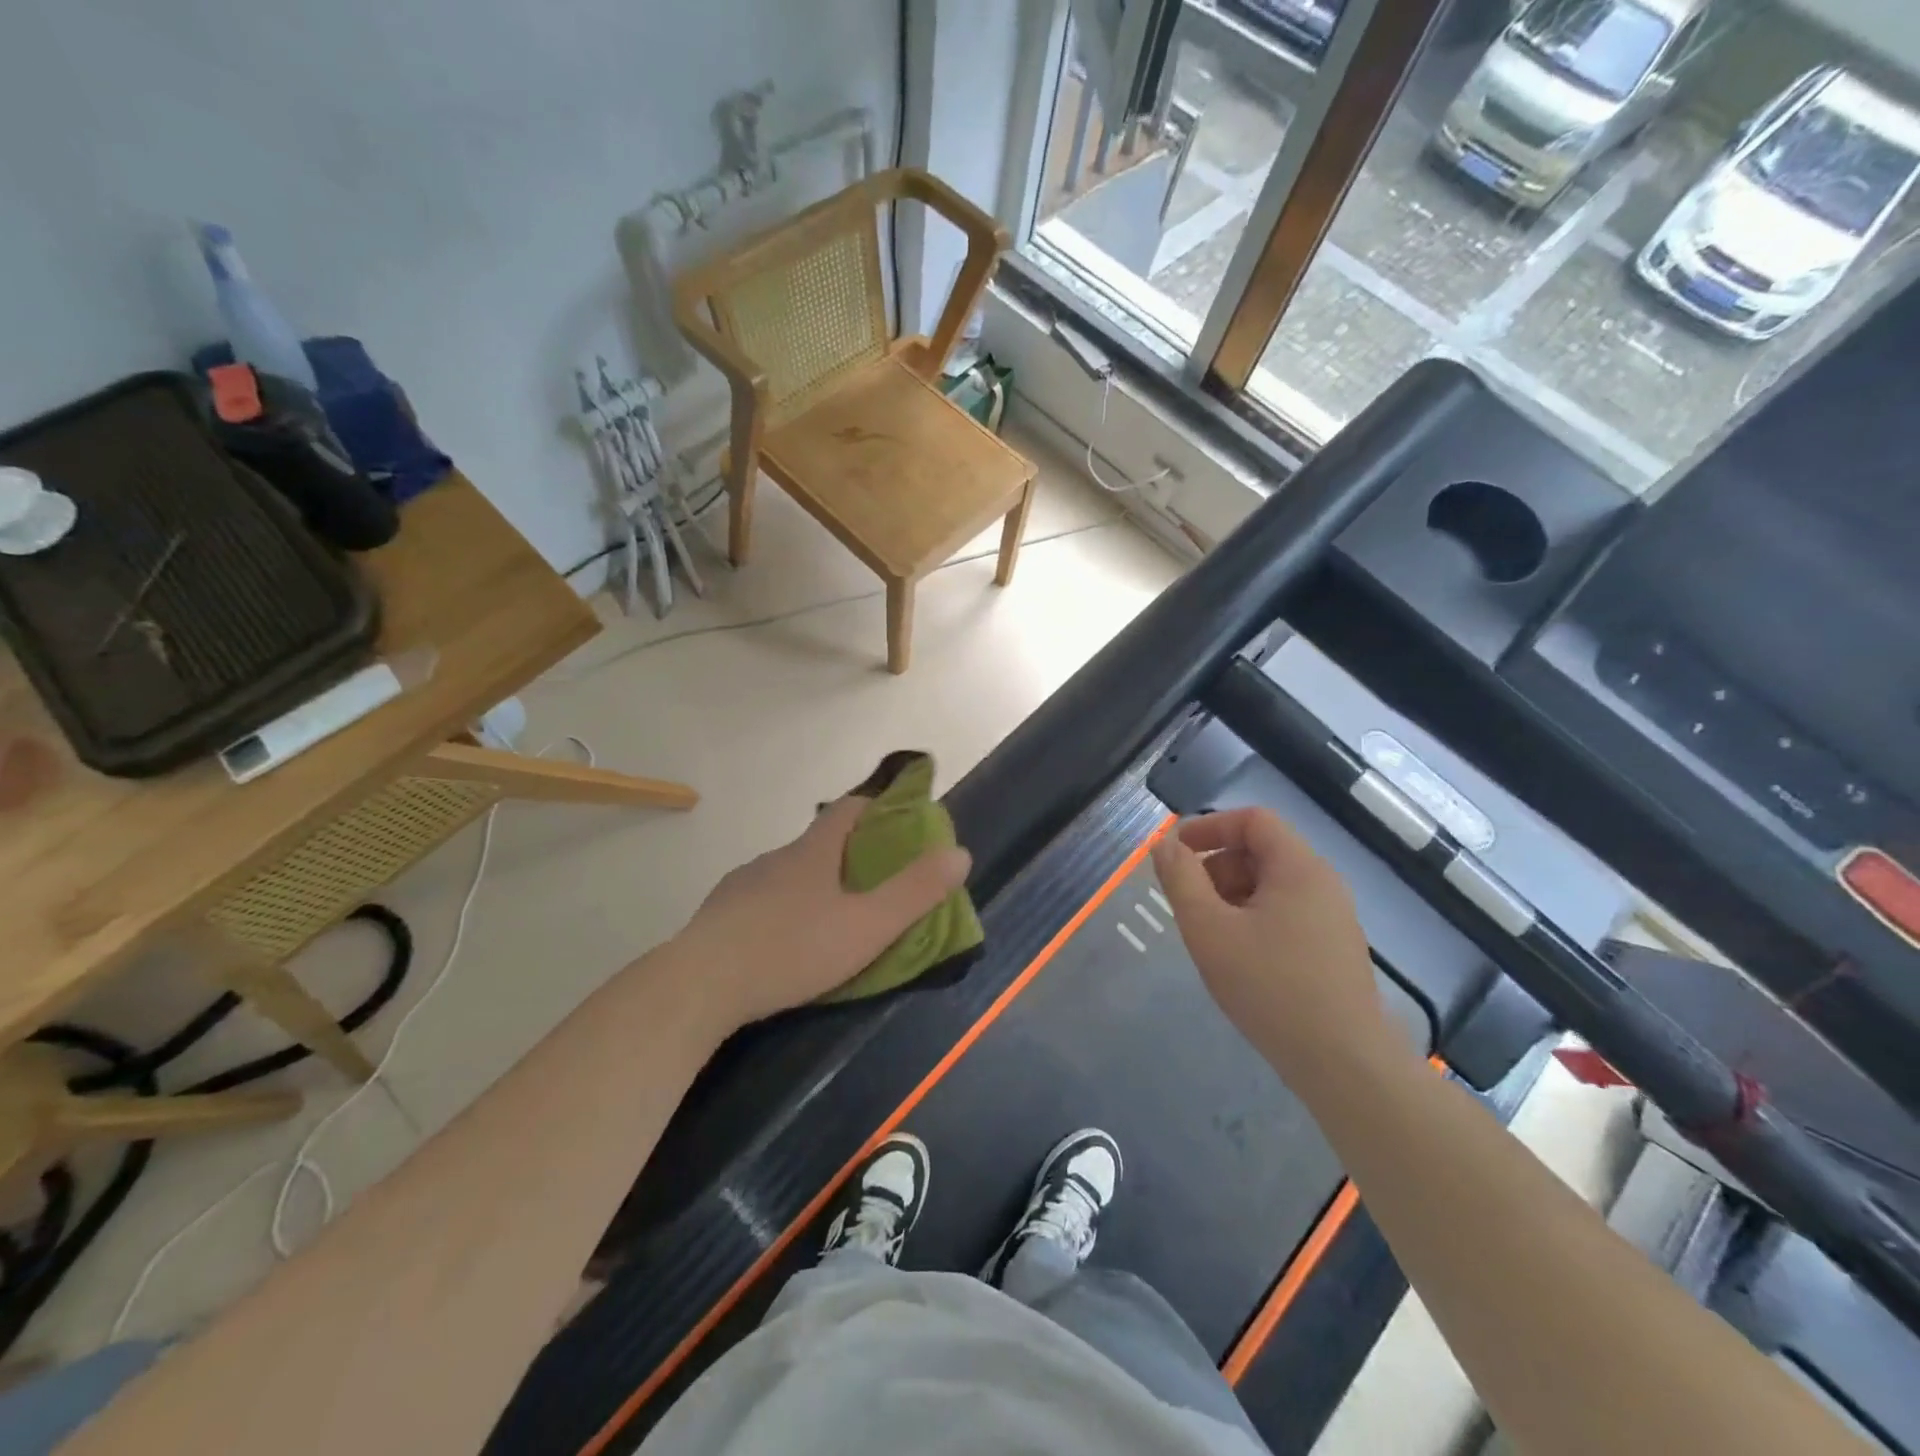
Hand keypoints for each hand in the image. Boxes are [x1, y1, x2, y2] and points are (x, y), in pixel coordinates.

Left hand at [673, 795, 971, 1030]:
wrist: (699, 985)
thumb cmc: (792, 949)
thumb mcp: (867, 927)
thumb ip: (915, 893)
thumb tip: (960, 853)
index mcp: (813, 852)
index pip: (849, 808)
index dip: (877, 807)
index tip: (899, 821)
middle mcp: (777, 858)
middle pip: (819, 842)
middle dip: (850, 854)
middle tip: (874, 884)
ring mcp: (743, 885)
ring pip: (788, 873)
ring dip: (813, 885)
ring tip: (831, 920)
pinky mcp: (719, 914)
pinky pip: (761, 900)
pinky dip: (781, 910)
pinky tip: (784, 943)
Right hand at [1152, 808, 1388, 1079]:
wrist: (1344, 1064)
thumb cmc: (1270, 987)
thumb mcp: (1209, 929)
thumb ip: (1181, 880)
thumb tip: (1165, 845)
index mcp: (1298, 868)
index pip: (1252, 820)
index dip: (1209, 827)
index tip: (1175, 853)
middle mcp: (1322, 883)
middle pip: (1261, 851)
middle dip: (1216, 867)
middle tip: (1187, 904)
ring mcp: (1332, 918)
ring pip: (1271, 886)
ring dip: (1231, 896)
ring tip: (1208, 936)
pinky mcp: (1333, 949)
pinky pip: (1285, 914)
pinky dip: (1252, 920)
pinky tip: (1237, 959)